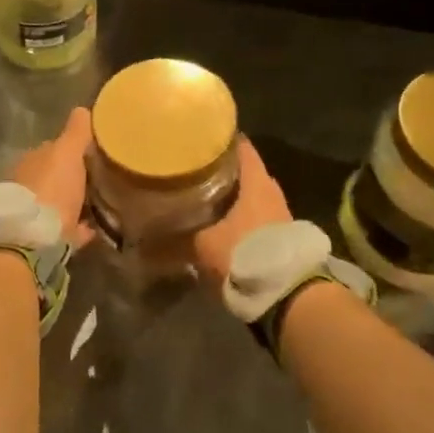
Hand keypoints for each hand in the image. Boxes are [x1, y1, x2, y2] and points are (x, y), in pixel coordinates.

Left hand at [8, 107, 96, 249]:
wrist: (32, 239)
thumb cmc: (51, 188)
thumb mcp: (67, 153)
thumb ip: (76, 133)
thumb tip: (83, 109)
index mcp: (31, 161)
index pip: (53, 150)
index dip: (72, 150)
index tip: (94, 153)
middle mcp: (28, 185)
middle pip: (55, 178)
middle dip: (73, 178)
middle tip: (101, 180)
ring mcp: (34, 213)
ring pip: (58, 203)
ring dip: (75, 203)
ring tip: (102, 205)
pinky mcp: (42, 239)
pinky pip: (66, 230)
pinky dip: (78, 228)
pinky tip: (95, 229)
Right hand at [192, 137, 293, 288]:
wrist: (288, 294)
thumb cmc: (244, 254)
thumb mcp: (203, 246)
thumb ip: (177, 239)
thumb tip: (146, 241)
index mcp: (255, 182)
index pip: (240, 147)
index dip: (220, 140)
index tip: (198, 138)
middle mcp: (271, 191)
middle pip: (245, 171)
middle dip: (222, 170)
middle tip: (195, 169)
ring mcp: (280, 213)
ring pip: (252, 195)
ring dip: (232, 196)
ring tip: (204, 196)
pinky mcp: (282, 236)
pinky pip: (257, 216)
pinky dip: (241, 216)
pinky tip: (222, 223)